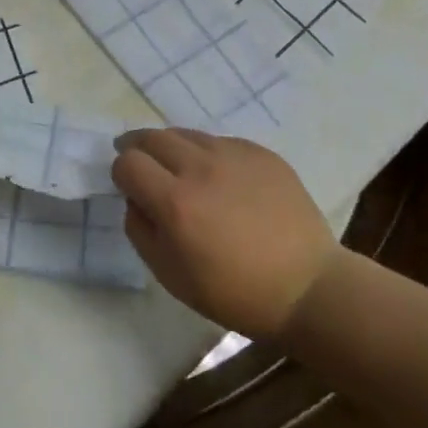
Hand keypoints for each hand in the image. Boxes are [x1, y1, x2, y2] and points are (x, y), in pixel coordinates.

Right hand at [112, 128, 336, 341]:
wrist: (307, 288)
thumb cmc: (234, 292)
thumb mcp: (170, 276)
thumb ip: (140, 231)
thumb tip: (135, 200)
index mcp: (175, 202)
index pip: (127, 163)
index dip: (121, 173)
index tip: (128, 186)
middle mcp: (200, 168)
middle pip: (152, 137)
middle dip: (138, 148)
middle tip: (139, 161)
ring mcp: (234, 155)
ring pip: (186, 134)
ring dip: (172, 147)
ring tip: (177, 166)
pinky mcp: (261, 153)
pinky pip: (220, 141)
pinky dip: (208, 153)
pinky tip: (218, 176)